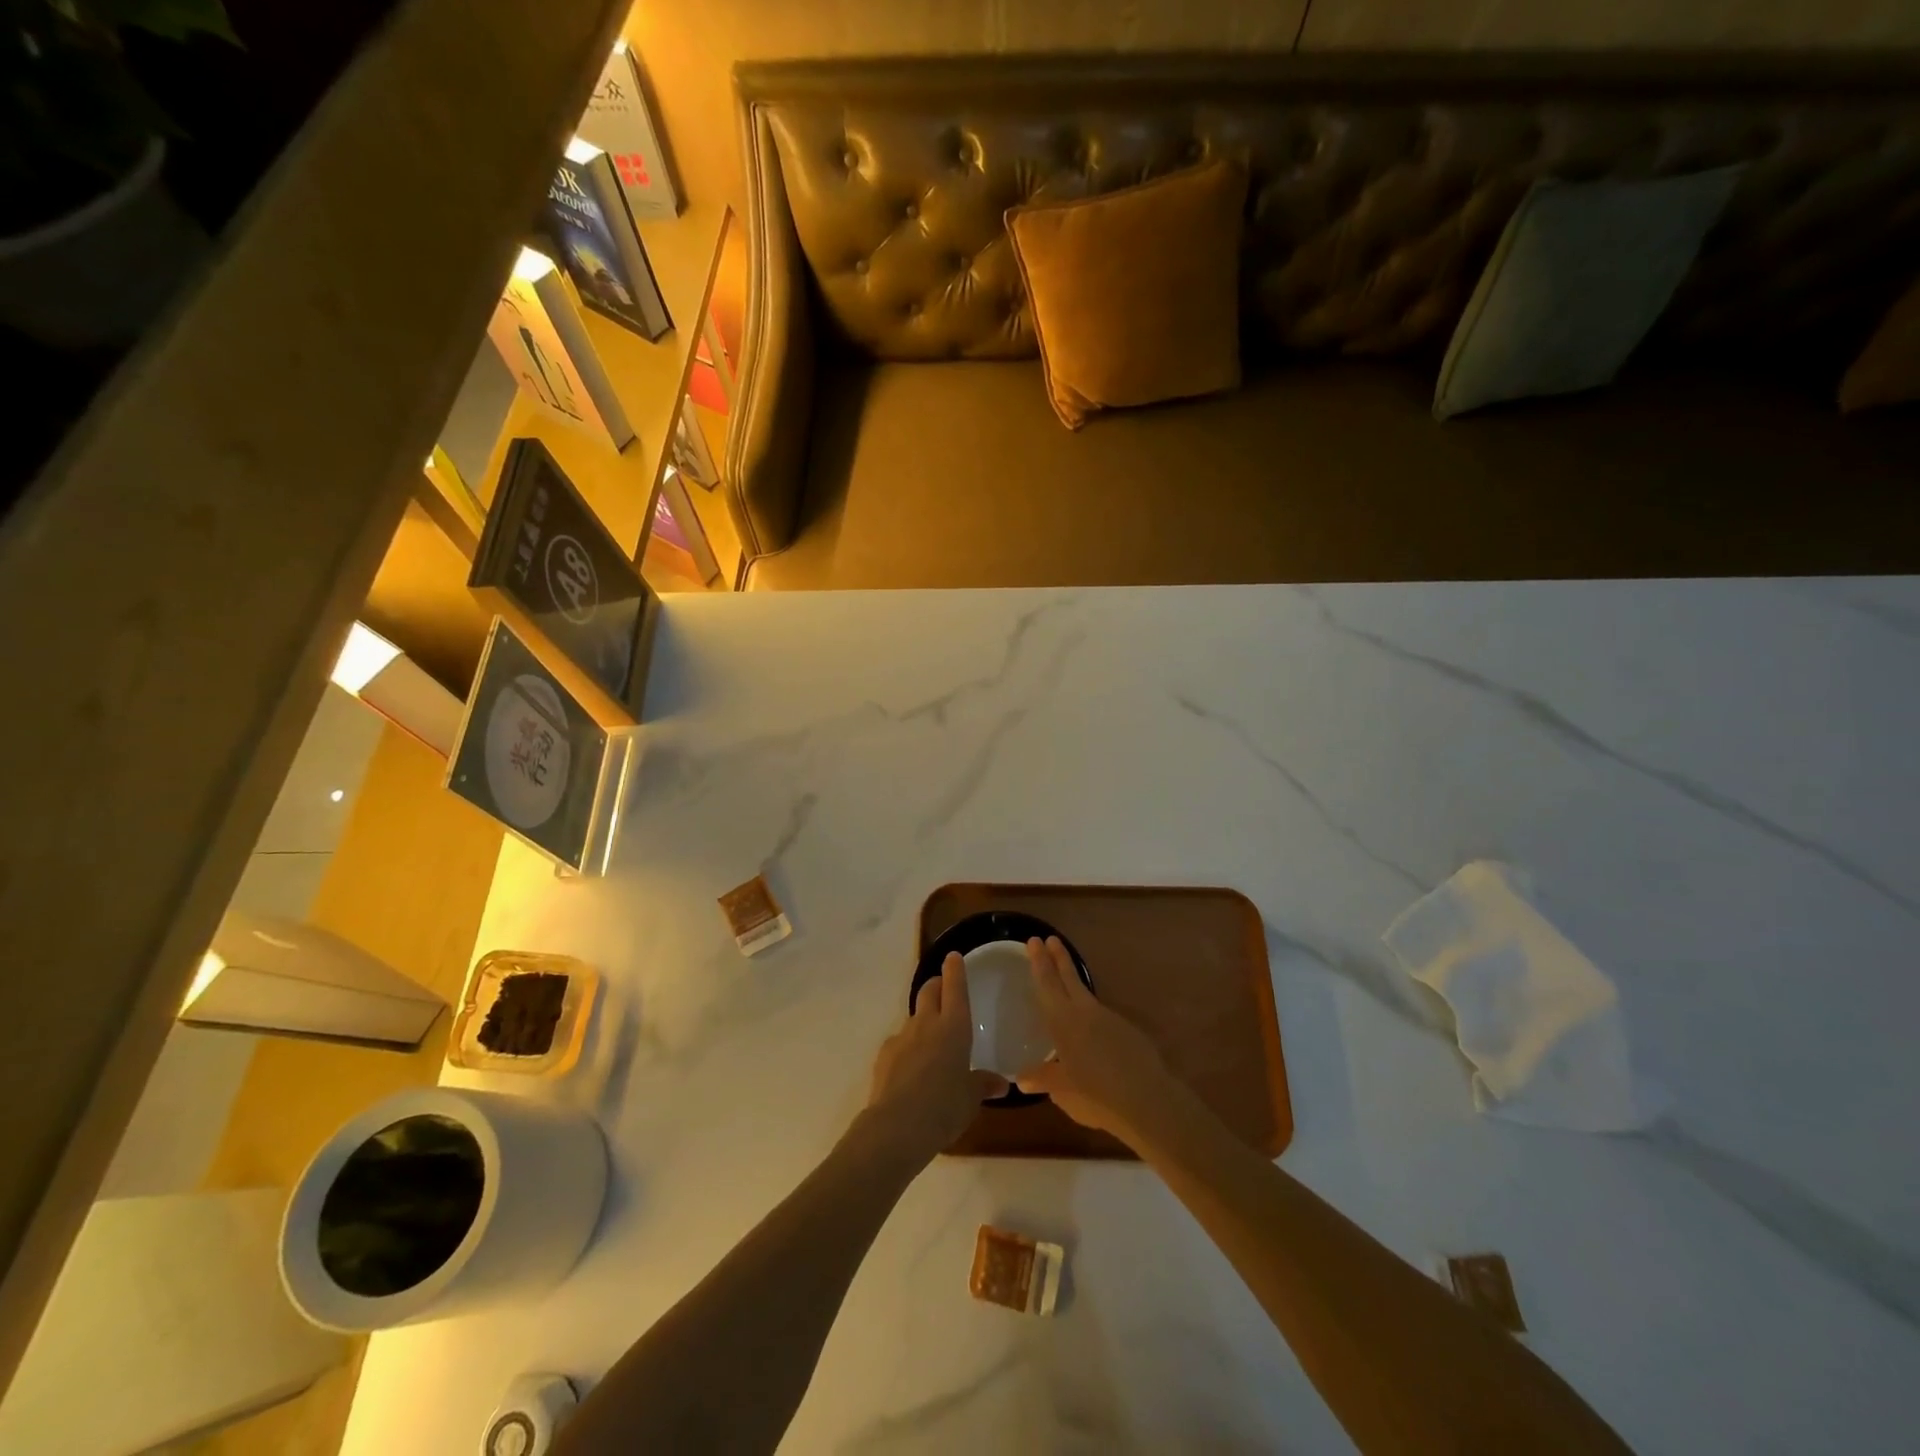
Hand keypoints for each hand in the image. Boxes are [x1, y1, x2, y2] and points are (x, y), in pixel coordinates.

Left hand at [865, 952, 1006, 1162]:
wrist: (897, 1126)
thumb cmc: (945, 1106)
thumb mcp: (971, 1098)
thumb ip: (983, 1085)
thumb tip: (1001, 1084)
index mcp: (954, 1027)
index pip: (955, 988)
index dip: (955, 971)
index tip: (953, 957)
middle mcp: (927, 1024)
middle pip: (929, 991)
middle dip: (936, 985)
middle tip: (942, 988)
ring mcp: (902, 1037)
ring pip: (913, 1017)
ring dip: (922, 1020)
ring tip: (930, 1040)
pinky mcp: (884, 1055)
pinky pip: (899, 1042)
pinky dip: (907, 1047)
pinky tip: (911, 1068)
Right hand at [1016, 937, 1177, 1145]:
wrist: (1147, 1100)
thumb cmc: (1096, 1095)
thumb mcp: (1063, 1091)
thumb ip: (1043, 1079)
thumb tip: (1022, 1078)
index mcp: (1063, 1022)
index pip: (1047, 984)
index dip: (1039, 962)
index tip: (1034, 941)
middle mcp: (1085, 1012)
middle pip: (1069, 978)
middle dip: (1058, 958)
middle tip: (1049, 938)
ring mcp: (1109, 1019)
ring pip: (1086, 994)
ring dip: (1073, 981)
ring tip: (1065, 978)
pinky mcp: (1127, 1030)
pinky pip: (1101, 1014)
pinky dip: (1089, 1012)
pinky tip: (1089, 1027)